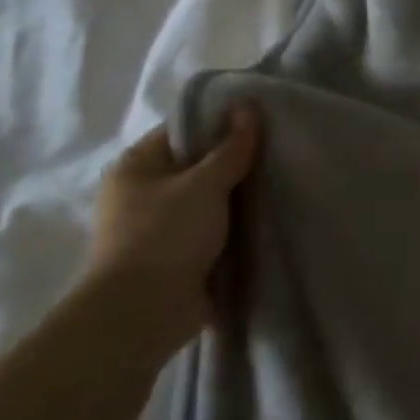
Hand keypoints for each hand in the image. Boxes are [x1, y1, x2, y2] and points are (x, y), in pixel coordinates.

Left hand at [86, 105, 262, 328]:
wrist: (143, 314)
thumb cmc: (165, 235)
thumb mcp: (204, 183)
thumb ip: (231, 148)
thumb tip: (248, 105)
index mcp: (137, 166)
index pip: (184, 130)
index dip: (221, 123)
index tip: (263, 123)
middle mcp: (143, 193)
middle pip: (198, 166)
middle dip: (236, 164)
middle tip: (280, 154)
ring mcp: (160, 228)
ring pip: (209, 202)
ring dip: (239, 200)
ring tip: (282, 186)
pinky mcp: (178, 258)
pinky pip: (214, 233)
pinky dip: (236, 230)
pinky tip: (269, 221)